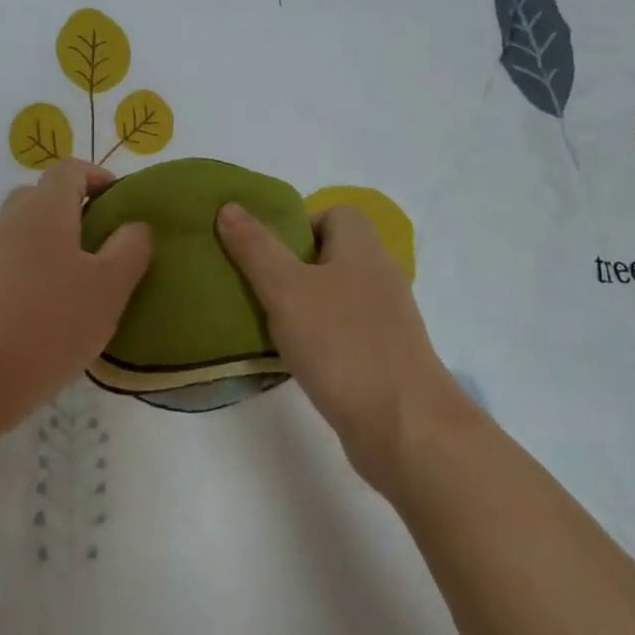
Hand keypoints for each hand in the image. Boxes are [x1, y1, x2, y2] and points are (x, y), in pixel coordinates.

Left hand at [0, 160, 152, 431]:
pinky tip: (53, 313)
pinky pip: (13, 265)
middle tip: (103, 245)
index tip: (120, 204)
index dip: (97, 178)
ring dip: (55, 248)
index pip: (69, 170)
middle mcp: (12, 219)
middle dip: (75, 213)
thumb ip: (130, 248)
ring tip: (83, 285)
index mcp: (45, 206)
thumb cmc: (52, 319)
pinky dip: (35, 275)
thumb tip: (135, 226)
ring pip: (27, 234)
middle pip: (44, 198)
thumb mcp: (110, 285)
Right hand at [216, 202, 470, 488]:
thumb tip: (229, 206)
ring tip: (266, 322)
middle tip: (256, 285)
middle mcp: (379, 277)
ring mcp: (385, 320)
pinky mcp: (384, 358)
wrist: (405, 428)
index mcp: (362, 249)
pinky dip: (318, 338)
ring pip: (335, 296)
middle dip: (291, 265)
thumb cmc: (342, 344)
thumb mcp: (286, 289)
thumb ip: (256, 248)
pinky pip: (343, 332)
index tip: (265, 250)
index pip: (335, 214)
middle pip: (331, 254)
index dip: (298, 224)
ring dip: (302, 304)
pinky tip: (294, 357)